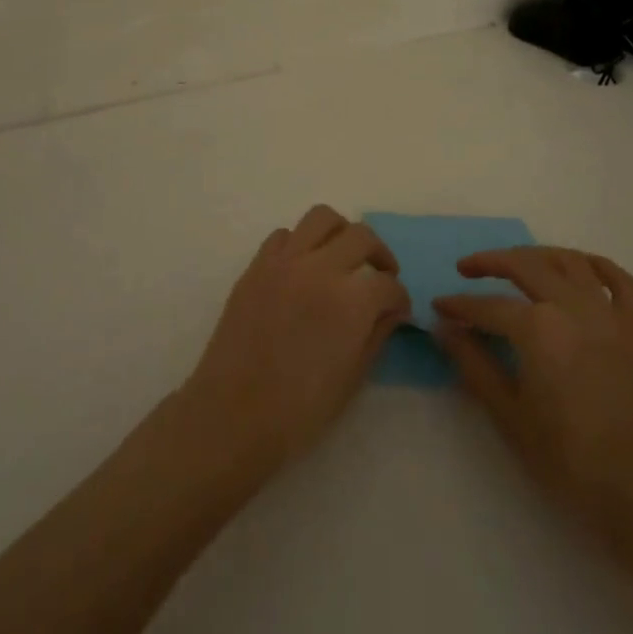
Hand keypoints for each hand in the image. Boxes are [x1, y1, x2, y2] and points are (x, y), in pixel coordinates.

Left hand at [179, 206, 409, 474]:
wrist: (233, 415)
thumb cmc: (299, 411)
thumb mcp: (352, 379)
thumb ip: (377, 335)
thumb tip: (392, 310)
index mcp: (350, 301)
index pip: (388, 284)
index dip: (399, 298)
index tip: (398, 310)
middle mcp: (320, 269)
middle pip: (361, 236)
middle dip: (379, 255)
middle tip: (380, 276)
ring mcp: (284, 262)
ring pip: (322, 218)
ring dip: (341, 233)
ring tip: (343, 256)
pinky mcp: (257, 265)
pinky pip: (284, 235)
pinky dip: (300, 243)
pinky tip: (303, 268)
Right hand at [434, 247, 632, 548]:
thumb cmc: (569, 460)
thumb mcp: (509, 415)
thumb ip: (474, 365)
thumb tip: (445, 329)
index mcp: (539, 328)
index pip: (488, 306)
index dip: (459, 306)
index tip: (438, 307)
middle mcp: (573, 307)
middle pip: (525, 266)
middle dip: (490, 262)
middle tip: (465, 269)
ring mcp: (609, 314)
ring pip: (569, 262)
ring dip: (537, 255)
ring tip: (515, 262)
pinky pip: (619, 280)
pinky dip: (597, 266)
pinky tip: (578, 267)